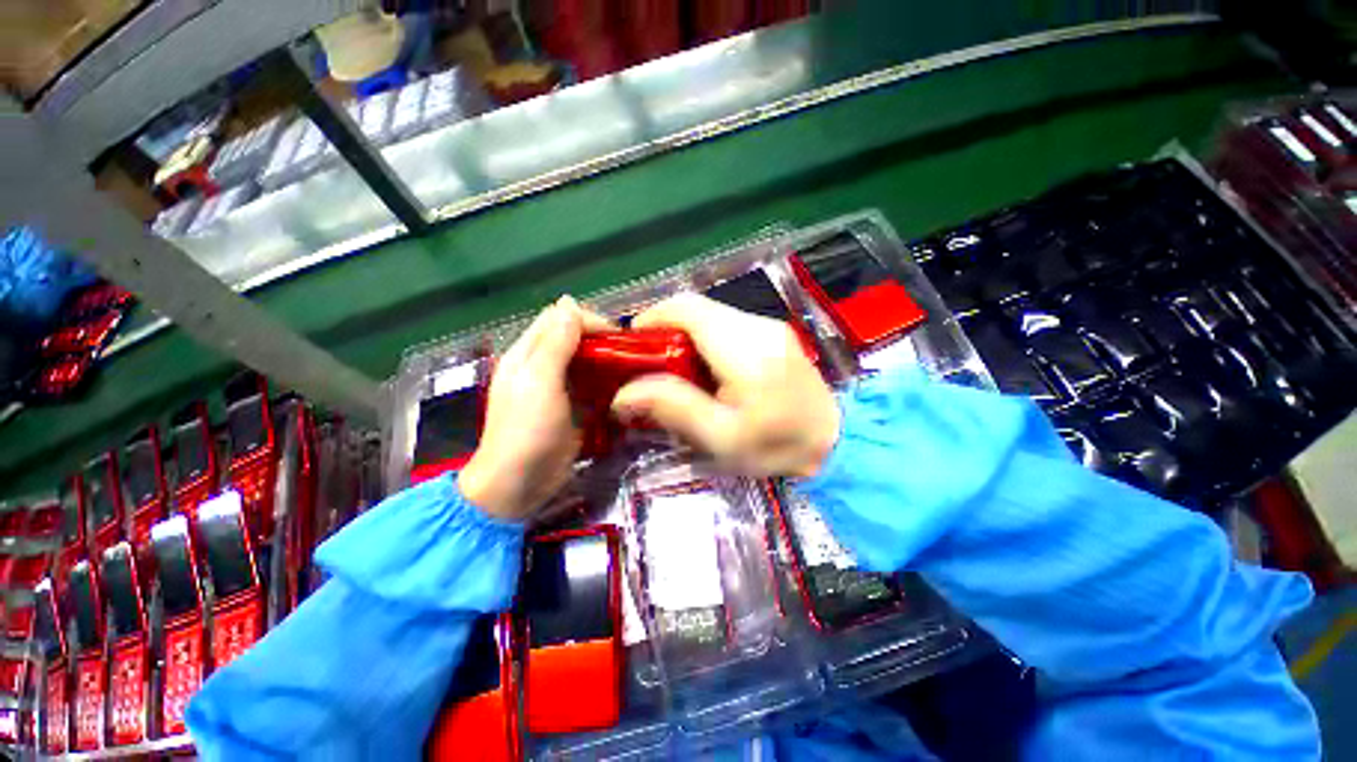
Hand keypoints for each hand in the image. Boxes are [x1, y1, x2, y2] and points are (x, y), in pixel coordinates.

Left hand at [460, 296, 611, 519]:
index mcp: (527, 354)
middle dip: (601, 341)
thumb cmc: (526, 431)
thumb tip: (569, 302)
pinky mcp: (571, 408)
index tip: (617, 336)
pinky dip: (607, 384)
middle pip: (574, 339)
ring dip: (607, 362)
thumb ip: (556, 343)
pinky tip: (624, 389)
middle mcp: (541, 366)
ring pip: (585, 362)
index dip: (588, 321)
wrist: (519, 485)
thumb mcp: (540, 382)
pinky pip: (591, 386)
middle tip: (630, 353)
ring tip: (633, 368)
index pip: (559, 319)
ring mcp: (557, 389)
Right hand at [612, 293, 839, 477]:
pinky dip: (703, 342)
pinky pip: (725, 327)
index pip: (687, 308)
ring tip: (674, 374)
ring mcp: (768, 327)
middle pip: (696, 310)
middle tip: (649, 368)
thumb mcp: (721, 437)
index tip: (632, 348)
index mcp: (744, 348)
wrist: (835, 443)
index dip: (652, 319)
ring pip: (709, 317)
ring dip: (683, 338)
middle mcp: (757, 325)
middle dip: (664, 332)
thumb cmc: (778, 446)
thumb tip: (623, 394)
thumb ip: (673, 408)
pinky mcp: (772, 335)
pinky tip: (704, 373)